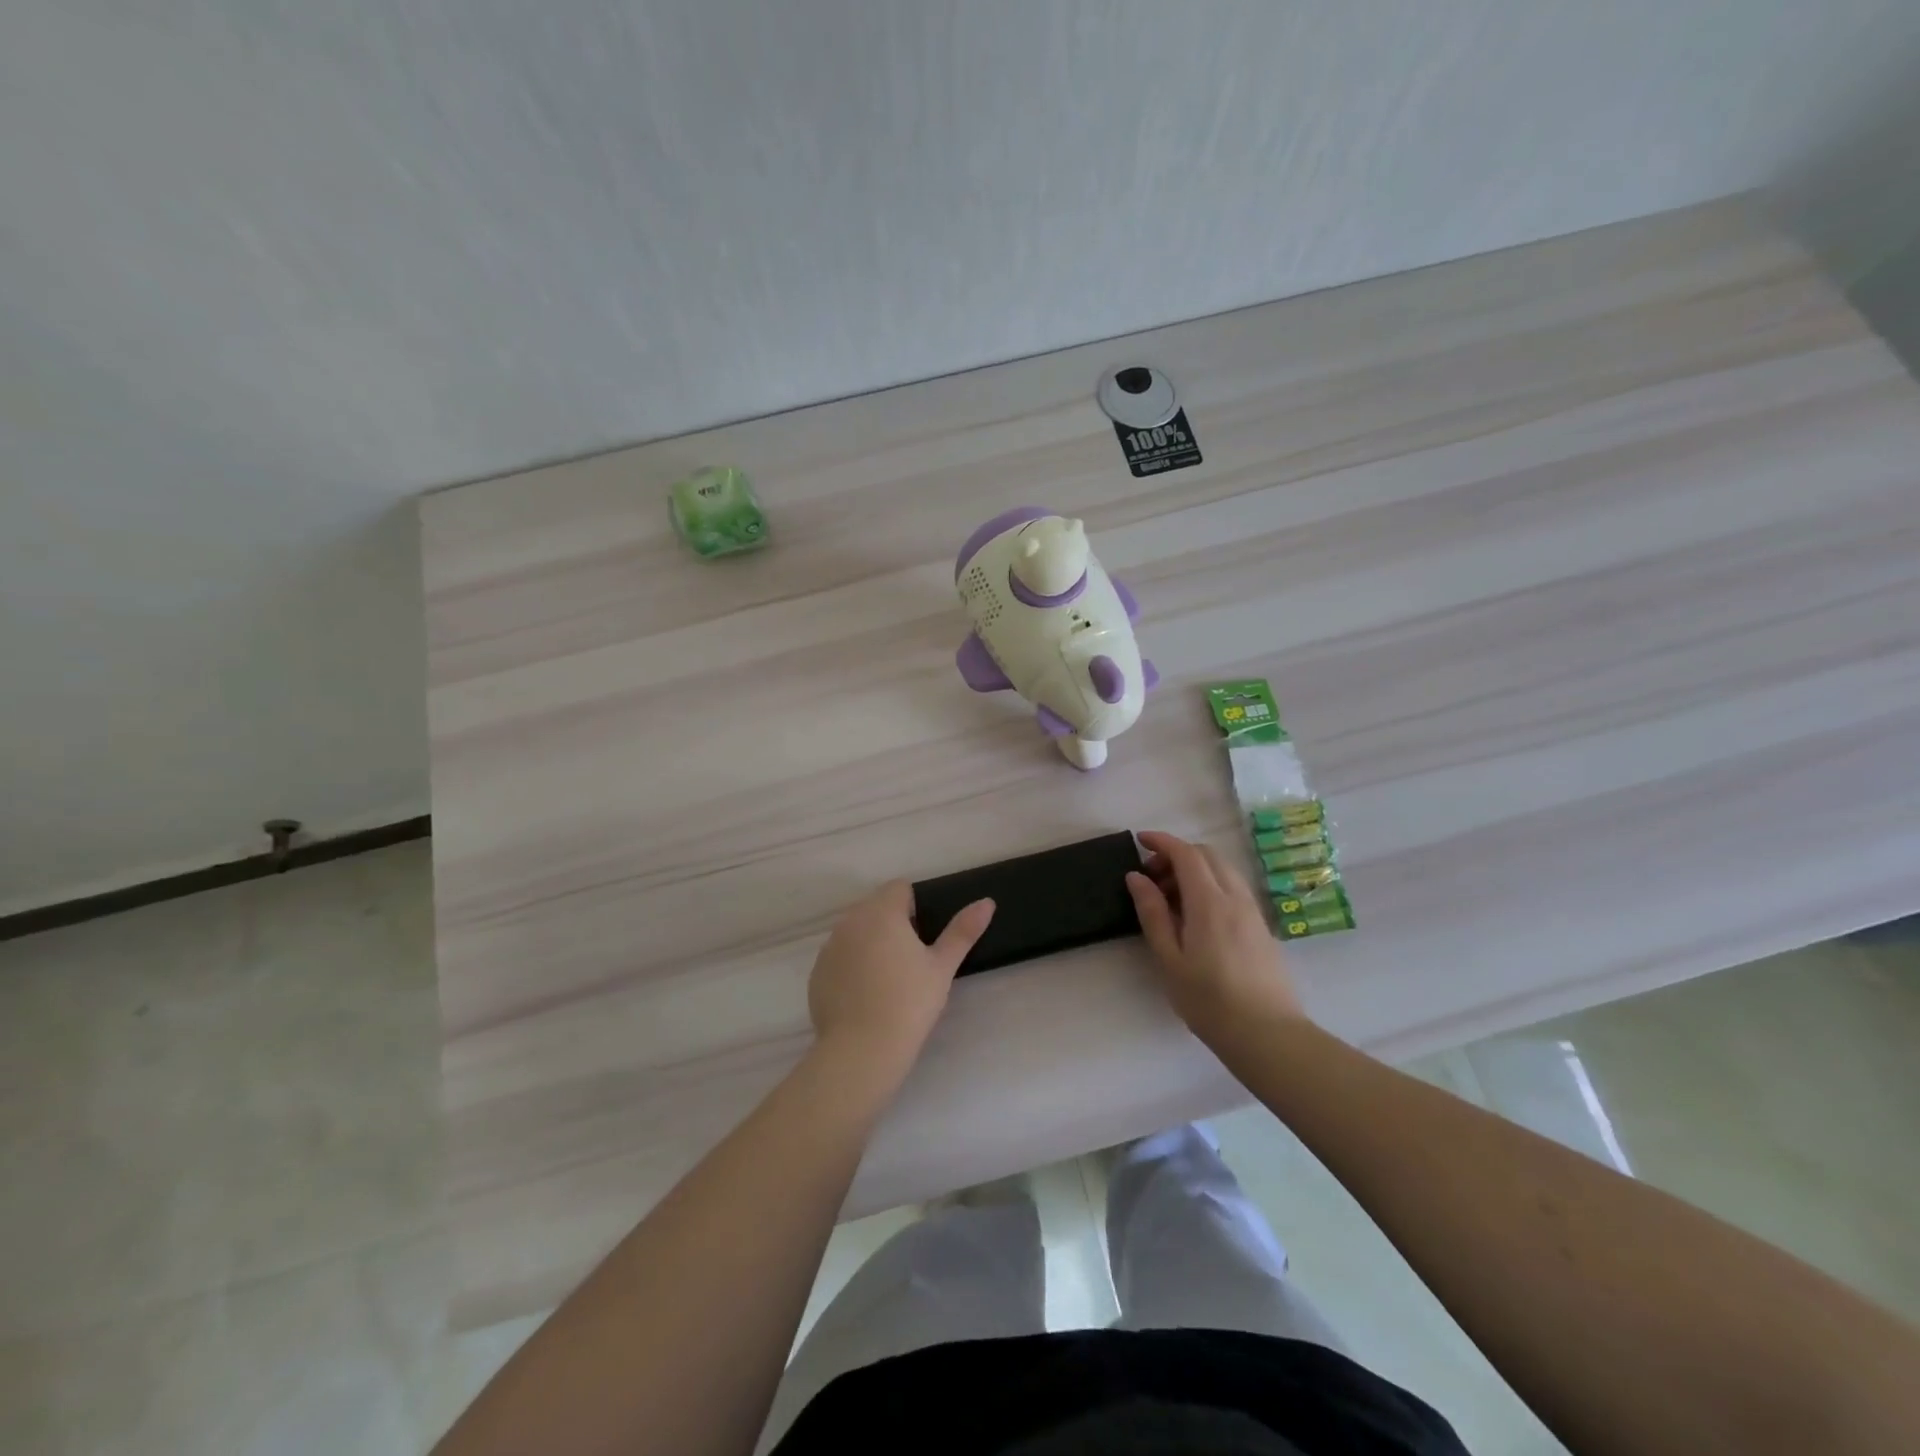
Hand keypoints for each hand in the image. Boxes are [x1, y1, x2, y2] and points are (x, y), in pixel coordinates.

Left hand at [808, 880, 993, 1072]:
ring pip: (856, 931)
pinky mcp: (817, 972)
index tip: (923, 938)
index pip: (899, 888)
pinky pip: (839, 956)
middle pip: (875, 907)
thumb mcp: (942, 967)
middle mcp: (850, 921)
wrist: (862, 1050)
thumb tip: (987, 902)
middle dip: (892, 923)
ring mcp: (829, 947)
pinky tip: (866, 995)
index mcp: (882, 912)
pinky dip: (852, 965)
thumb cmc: (909, 1002)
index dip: (915, 907)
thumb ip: (963, 931)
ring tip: (888, 979)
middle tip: (910, 960)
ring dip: (871, 942)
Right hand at [1125, 830, 1304, 1034]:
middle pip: (1208, 855)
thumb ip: (1153, 913)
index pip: (1186, 854)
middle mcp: (1235, 898)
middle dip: (1177, 855)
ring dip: (1195, 871)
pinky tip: (1196, 917)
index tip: (1140, 841)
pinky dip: (1211, 886)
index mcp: (1210, 902)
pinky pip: (1233, 889)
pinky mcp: (1261, 928)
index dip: (1162, 842)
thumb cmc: (1209, 1000)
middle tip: (1152, 878)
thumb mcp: (1169, 959)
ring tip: (1171, 900)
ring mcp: (1253, 912)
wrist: (1267, 1035)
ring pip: (1223, 871)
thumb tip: (1137, 877)